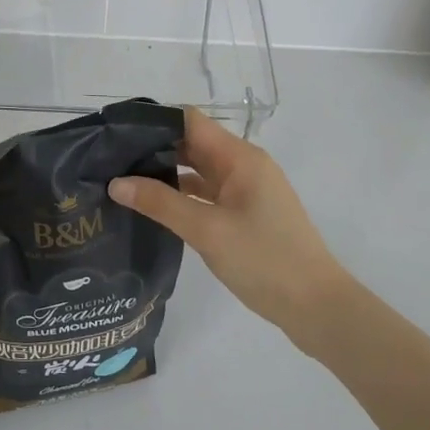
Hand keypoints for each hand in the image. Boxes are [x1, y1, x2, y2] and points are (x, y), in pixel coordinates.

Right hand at [109, 109, 350, 345]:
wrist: (317, 308)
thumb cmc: (264, 260)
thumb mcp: (207, 230)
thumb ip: (160, 203)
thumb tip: (115, 183)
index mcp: (239, 157)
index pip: (190, 120)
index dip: (154, 122)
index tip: (118, 133)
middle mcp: (243, 166)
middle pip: (193, 144)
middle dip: (154, 149)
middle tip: (111, 161)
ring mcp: (247, 191)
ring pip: (199, 171)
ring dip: (166, 174)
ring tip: (124, 182)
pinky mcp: (246, 214)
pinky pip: (207, 194)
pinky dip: (182, 196)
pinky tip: (154, 208)